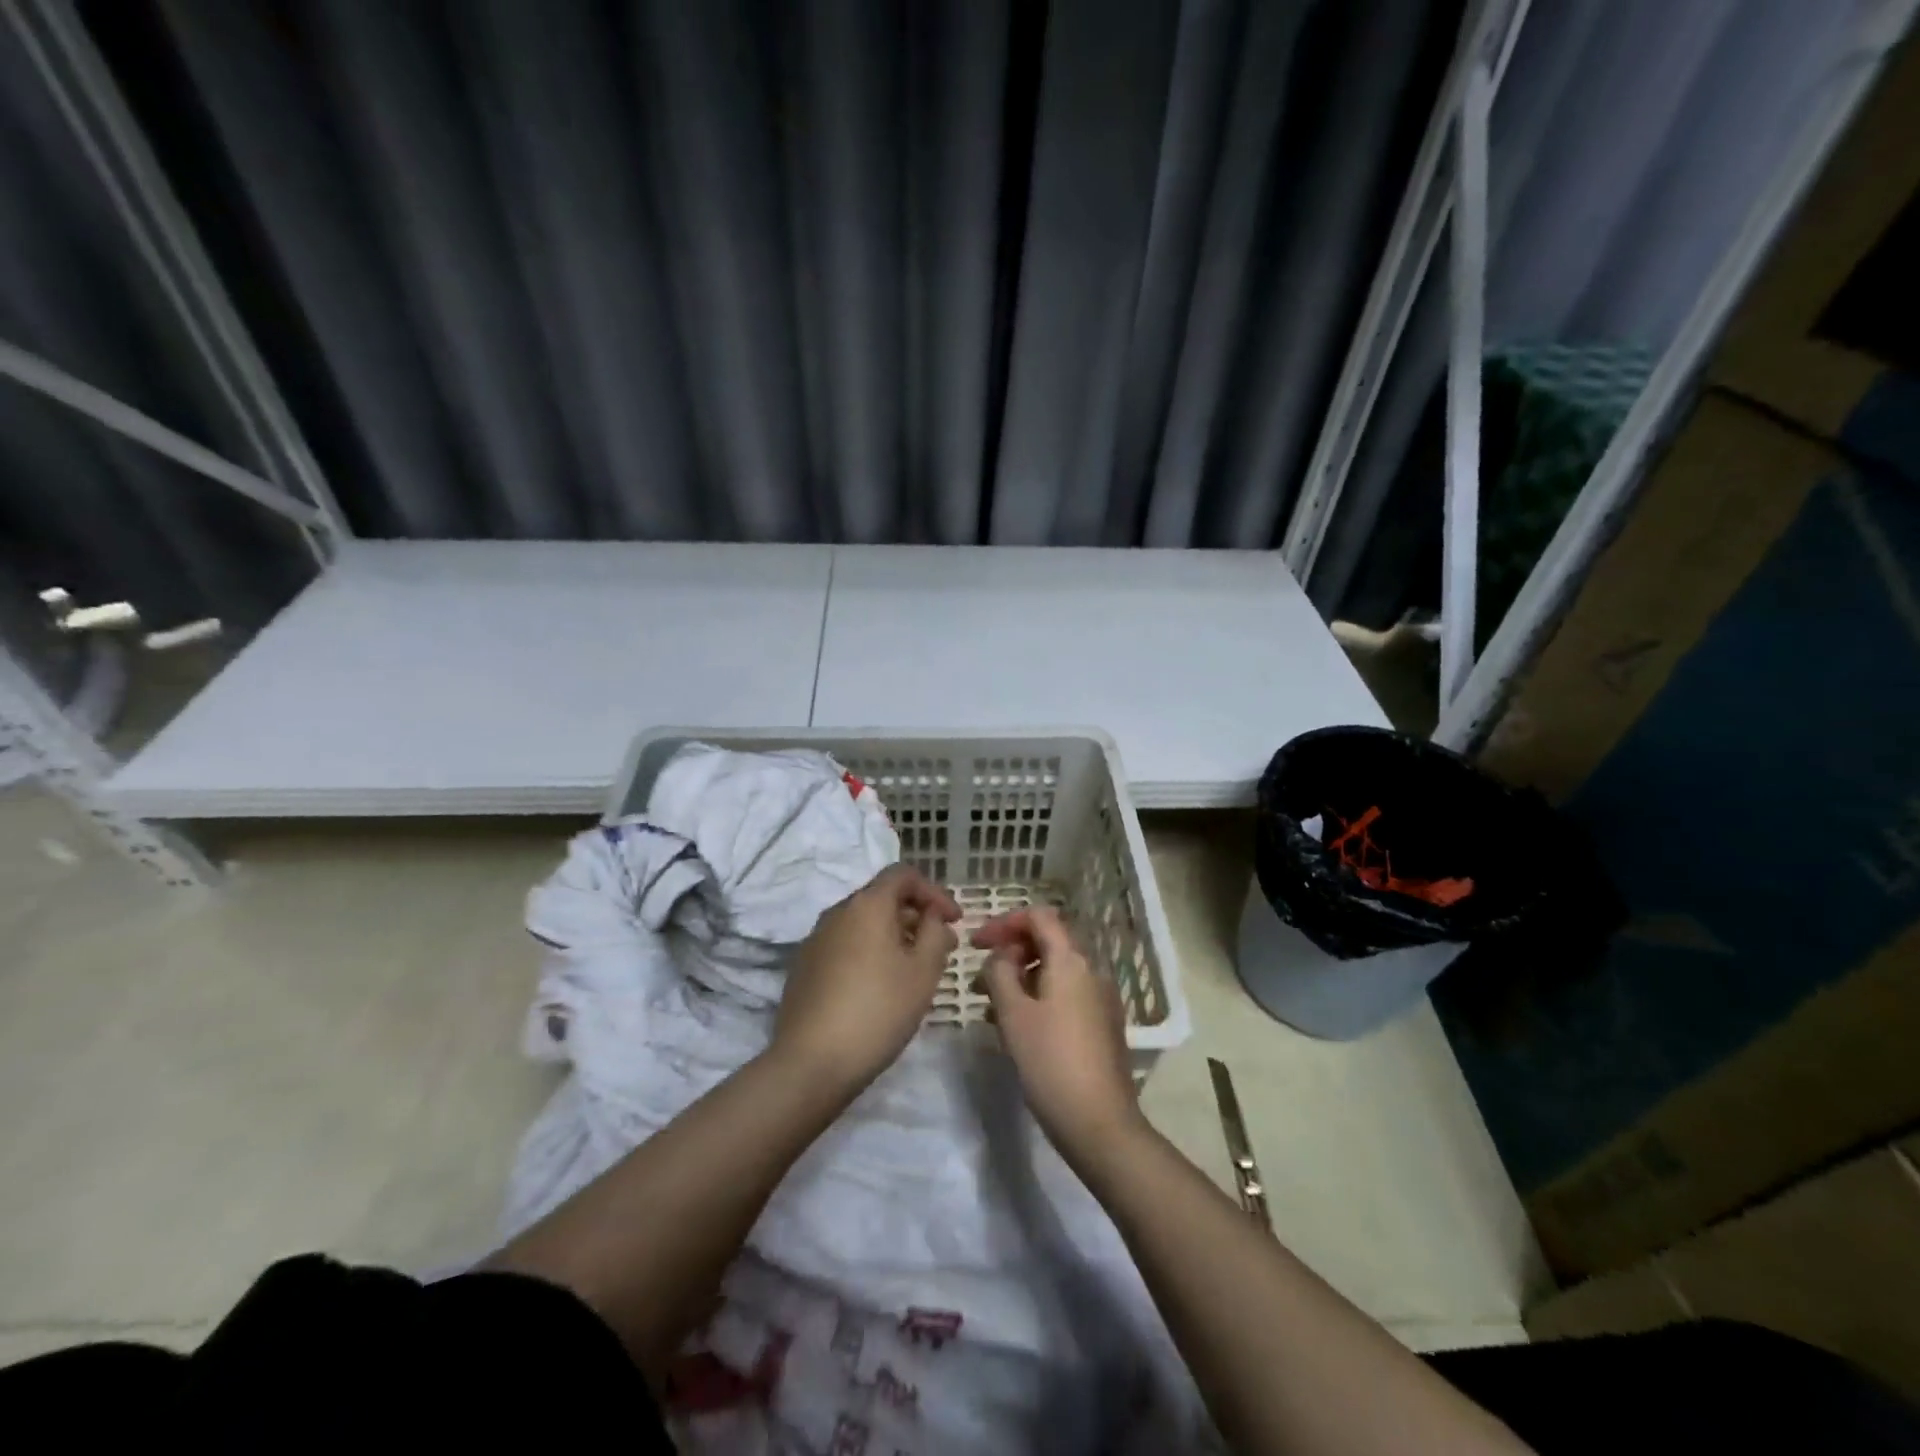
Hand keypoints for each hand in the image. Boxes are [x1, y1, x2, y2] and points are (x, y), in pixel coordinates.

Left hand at [775, 864, 961, 1095]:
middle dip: (916, 914)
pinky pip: (845, 944)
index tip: (955, 920)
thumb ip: (935, 934)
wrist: (811, 1062)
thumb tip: (932, 917)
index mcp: (867, 904)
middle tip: (940, 945)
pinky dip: (869, 951)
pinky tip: (880, 985)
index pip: (903, 874)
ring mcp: (815, 939)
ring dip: (893, 934)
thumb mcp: (923, 972)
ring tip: (914, 968)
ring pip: (862, 923)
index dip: (935, 891)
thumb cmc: (878, 1010)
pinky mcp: (804, 966)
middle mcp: (837, 912)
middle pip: (882, 897)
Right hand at [975, 907, 1144, 1164]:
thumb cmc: (1050, 1062)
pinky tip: (1019, 1026)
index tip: (976, 944)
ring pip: (1055, 970)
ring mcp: (1100, 997)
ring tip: (992, 1007)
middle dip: (1011, 951)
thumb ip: (1000, 972)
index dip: (1004, 922)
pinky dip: (1039, 995)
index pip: (1039, 916)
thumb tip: (1001, 956)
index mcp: (1072, 960)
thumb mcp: (1013, 1013)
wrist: (1100, 1123)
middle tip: (981, 978)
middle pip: (1049, 941)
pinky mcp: (1102, 1023)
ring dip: (1022, 976)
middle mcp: (1092, 970)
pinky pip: (1066, 993)